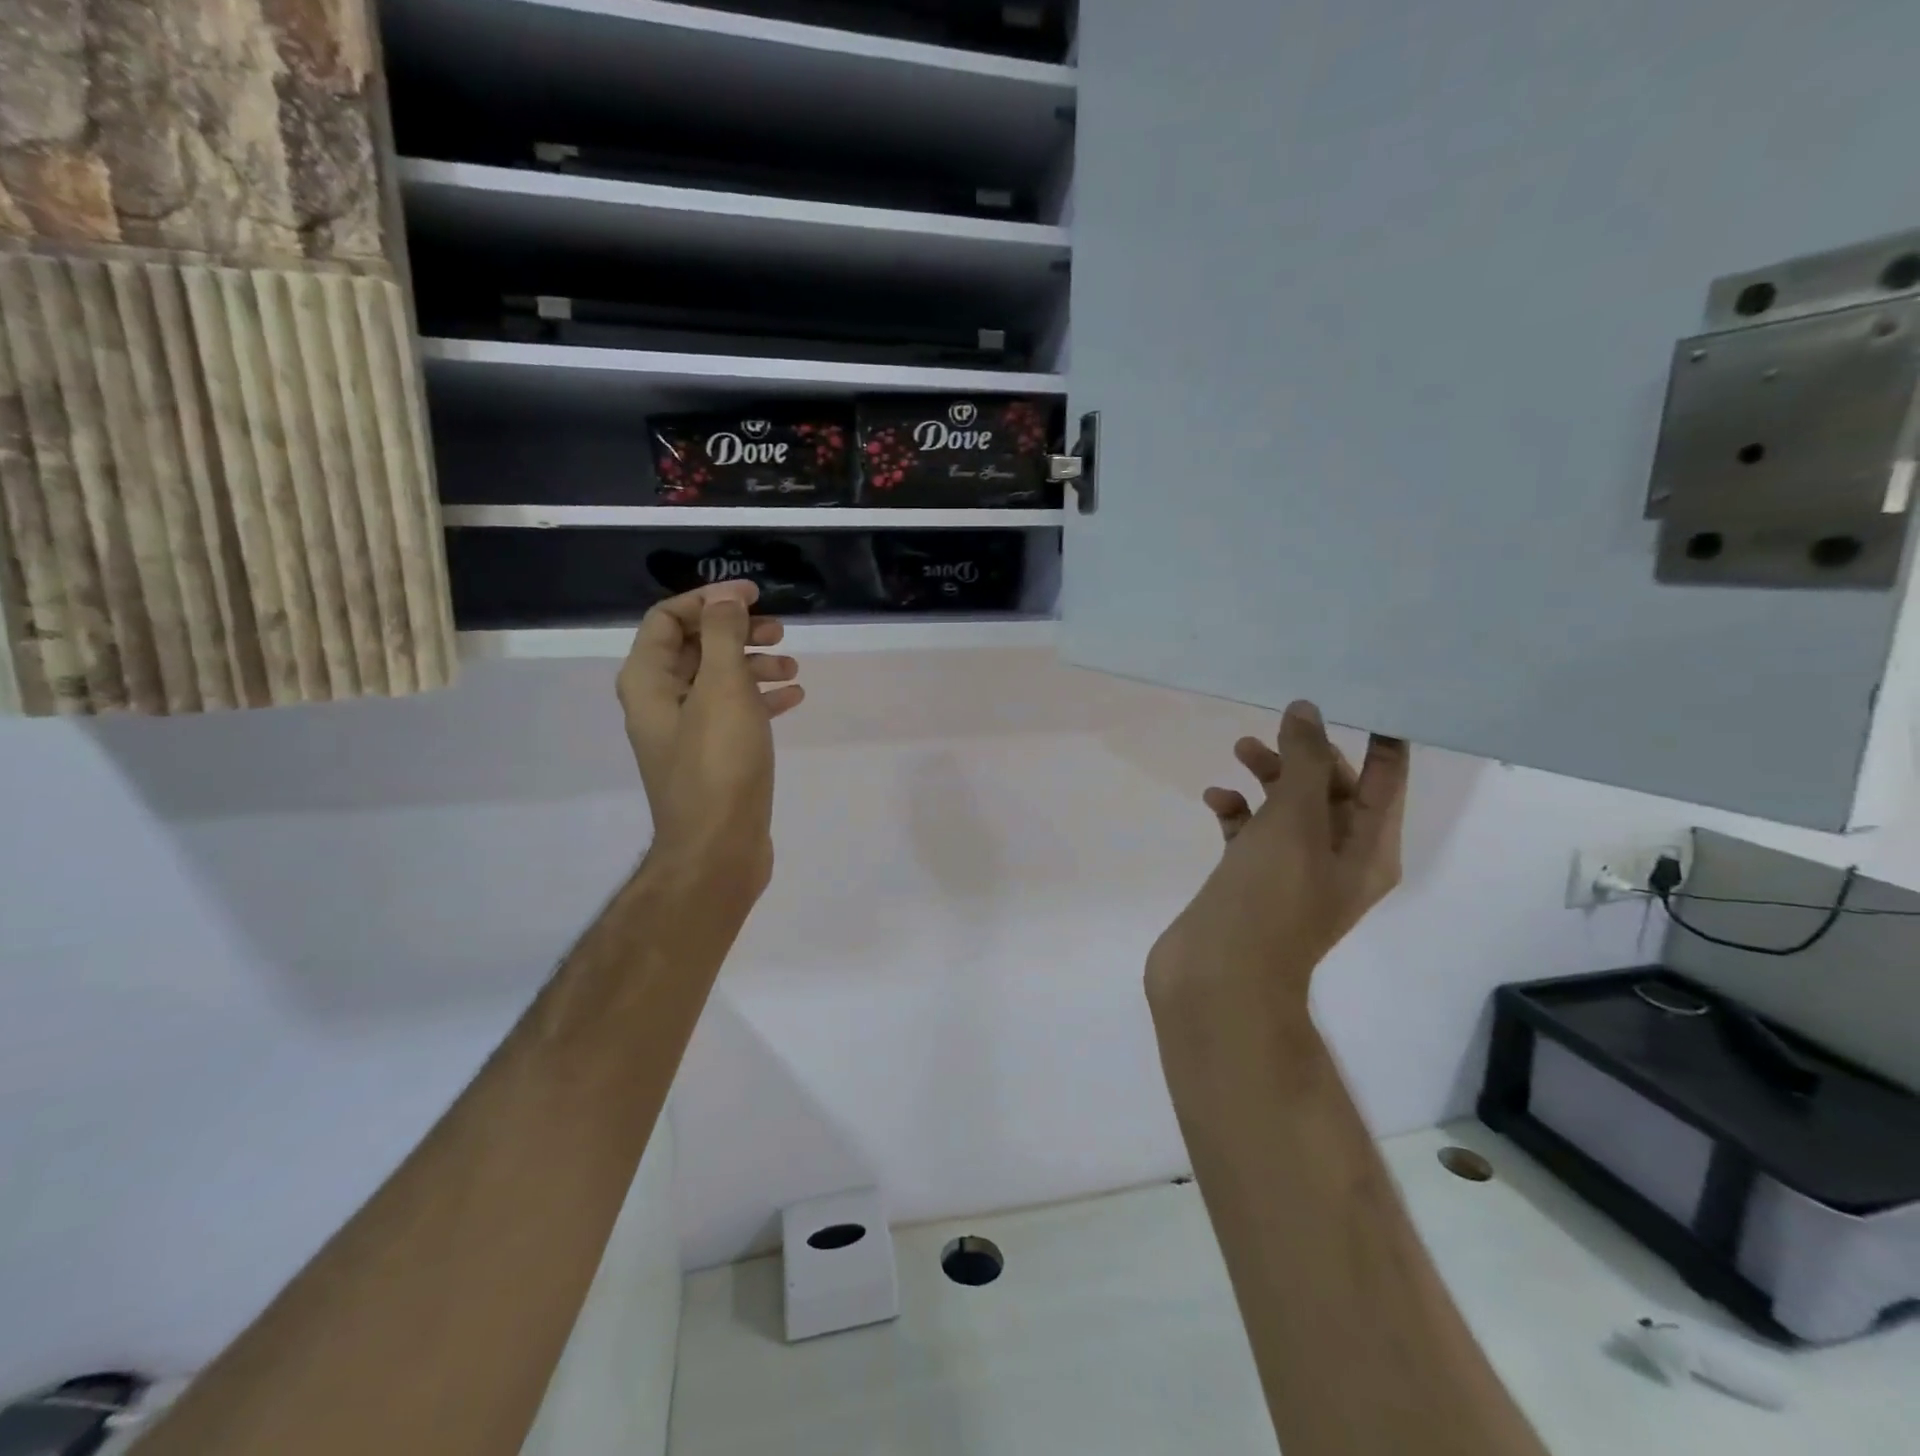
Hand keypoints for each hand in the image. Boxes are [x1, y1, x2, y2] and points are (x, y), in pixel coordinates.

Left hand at [617, 581, 803, 897]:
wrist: (719, 848)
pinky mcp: (712, 756)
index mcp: (648, 681)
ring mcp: (686, 732)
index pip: (667, 618)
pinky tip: (794, 698)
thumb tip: (724, 597)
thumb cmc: (718, 763)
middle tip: (780, 630)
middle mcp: (660, 702)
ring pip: (719, 680)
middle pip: (695, 647)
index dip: (709, 599)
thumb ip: (722, 635)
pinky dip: (761, 699)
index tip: (753, 595)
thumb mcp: (722, 688)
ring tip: (793, 666)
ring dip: (754, 664)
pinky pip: (734, 712)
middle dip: (737, 631)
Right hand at [1147, 701, 1408, 1015]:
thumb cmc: (1270, 896)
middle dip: (1306, 755)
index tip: (1363, 698)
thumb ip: (1304, 762)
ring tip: (1238, 751)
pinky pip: (1251, 833)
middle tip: (1275, 727)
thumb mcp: (1296, 821)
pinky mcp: (1251, 880)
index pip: (1386, 781)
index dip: (1379, 740)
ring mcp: (1291, 872)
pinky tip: (1215, 800)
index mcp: (1369, 850)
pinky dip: (1237, 812)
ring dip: (1267, 778)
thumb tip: (1306, 712)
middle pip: (1333, 791)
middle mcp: (1337, 859)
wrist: (1219, 974)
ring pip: (1288, 810)